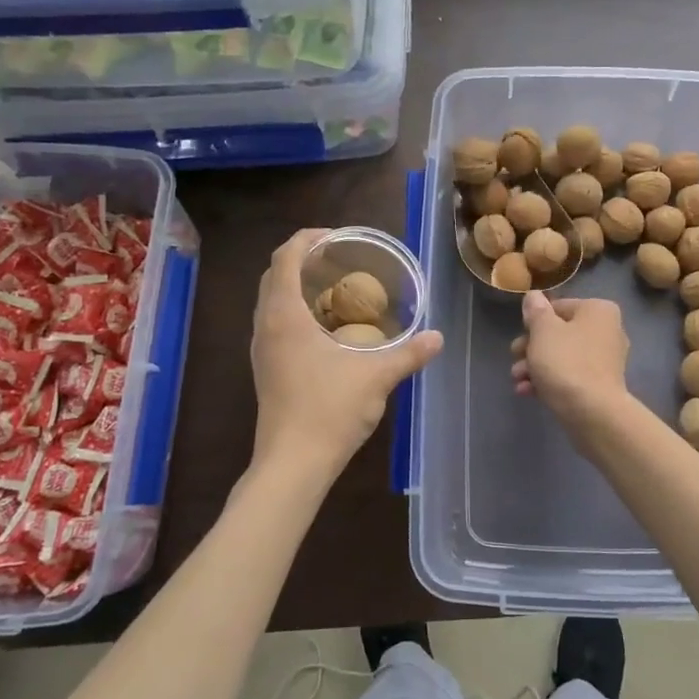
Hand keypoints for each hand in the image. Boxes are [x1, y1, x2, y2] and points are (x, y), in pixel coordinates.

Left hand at [251, 229, 442, 473]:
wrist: (292, 463)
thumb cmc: (329, 411)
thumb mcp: (376, 377)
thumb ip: (409, 354)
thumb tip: (437, 337)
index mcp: (285, 316)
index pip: (285, 258)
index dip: (306, 238)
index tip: (336, 235)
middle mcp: (266, 326)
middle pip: (274, 275)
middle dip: (302, 259)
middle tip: (339, 258)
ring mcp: (261, 350)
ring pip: (271, 301)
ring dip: (296, 285)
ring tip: (334, 287)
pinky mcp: (264, 369)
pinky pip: (274, 323)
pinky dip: (295, 310)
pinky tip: (325, 327)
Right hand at [510, 289, 630, 428]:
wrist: (592, 412)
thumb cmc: (566, 361)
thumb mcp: (543, 330)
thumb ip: (536, 311)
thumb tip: (534, 296)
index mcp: (598, 310)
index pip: (558, 307)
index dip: (534, 321)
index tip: (520, 336)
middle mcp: (607, 331)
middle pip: (559, 333)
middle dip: (531, 348)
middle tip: (514, 357)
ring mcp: (605, 360)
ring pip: (562, 356)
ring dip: (535, 366)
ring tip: (517, 379)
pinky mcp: (600, 386)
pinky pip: (570, 376)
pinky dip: (549, 381)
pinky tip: (528, 392)